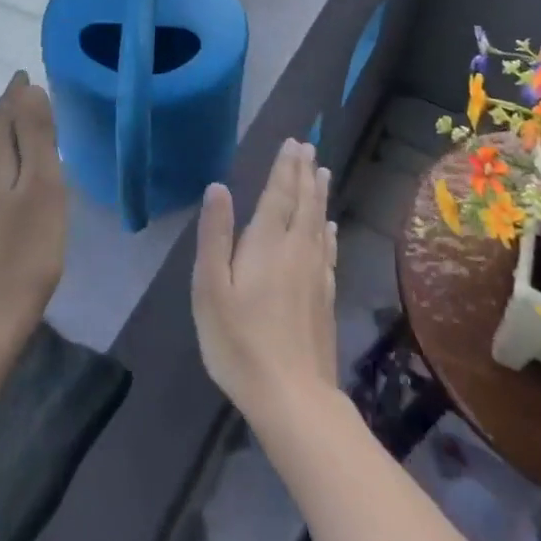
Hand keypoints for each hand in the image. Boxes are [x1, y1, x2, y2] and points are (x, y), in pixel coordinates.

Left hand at [0, 72, 67, 356]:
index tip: (36, 82)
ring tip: (33, 138)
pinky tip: (14, 179)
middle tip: (41, 108)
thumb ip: (35, 133)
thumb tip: (27, 87)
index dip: (20, 93)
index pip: (1, 106)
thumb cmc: (22, 253)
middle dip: (11, 112)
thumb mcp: (42, 186)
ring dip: (5, 137)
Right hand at [191, 140, 338, 421]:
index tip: (292, 143)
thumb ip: (215, 235)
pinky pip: (328, 251)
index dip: (284, 168)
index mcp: (266, 244)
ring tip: (322, 172)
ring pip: (318, 223)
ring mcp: (315, 275)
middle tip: (308, 147)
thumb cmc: (239, 341)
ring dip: (319, 195)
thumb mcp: (211, 288)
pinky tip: (330, 229)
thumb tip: (218, 187)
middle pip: (303, 203)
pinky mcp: (325, 298)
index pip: (278, 195)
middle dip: (304, 173)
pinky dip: (328, 232)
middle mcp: (296, 251)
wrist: (292, 397)